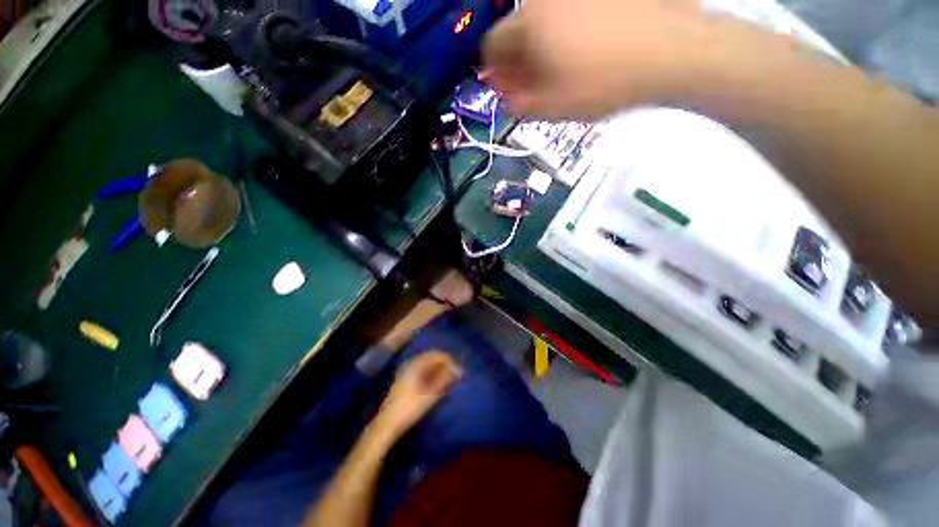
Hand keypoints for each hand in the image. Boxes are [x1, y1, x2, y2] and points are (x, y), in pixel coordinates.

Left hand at [371, 351, 462, 442]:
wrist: (386, 425)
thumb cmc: (409, 409)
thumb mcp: (430, 395)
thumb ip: (444, 380)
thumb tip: (458, 371)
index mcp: (415, 364)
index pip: (436, 355)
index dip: (449, 361)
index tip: (459, 371)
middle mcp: (410, 364)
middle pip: (431, 358)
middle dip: (444, 364)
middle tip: (455, 374)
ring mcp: (405, 372)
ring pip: (426, 365)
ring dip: (438, 369)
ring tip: (448, 379)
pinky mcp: (404, 381)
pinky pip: (421, 371)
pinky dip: (430, 374)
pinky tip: (435, 383)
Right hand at [482, 0, 714, 119]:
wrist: (670, 53)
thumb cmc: (602, 84)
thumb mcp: (551, 108)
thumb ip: (518, 105)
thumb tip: (505, 97)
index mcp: (530, 23)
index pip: (492, 44)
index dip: (494, 72)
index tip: (506, 90)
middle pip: (517, 31)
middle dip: (517, 62)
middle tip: (531, 87)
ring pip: (542, 24)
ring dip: (540, 51)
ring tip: (558, 74)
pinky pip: (567, 17)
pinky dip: (563, 38)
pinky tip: (579, 56)